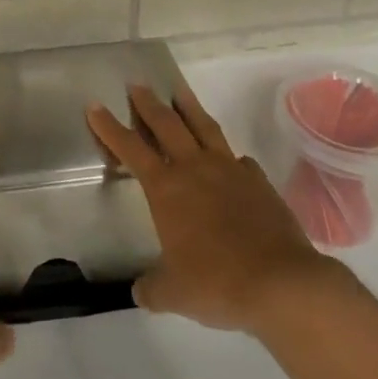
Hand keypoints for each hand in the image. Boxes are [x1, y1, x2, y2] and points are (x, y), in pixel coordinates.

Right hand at [87, 85, 343, 334]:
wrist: (282, 284)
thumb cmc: (218, 283)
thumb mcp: (173, 293)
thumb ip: (153, 288)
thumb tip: (142, 291)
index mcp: (166, 188)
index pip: (130, 148)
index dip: (109, 127)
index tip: (95, 106)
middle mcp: (194, 168)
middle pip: (166, 124)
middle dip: (148, 103)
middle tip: (137, 85)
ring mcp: (230, 170)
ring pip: (204, 127)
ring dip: (188, 107)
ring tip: (178, 91)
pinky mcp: (259, 182)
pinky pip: (237, 159)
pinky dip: (227, 155)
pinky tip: (229, 160)